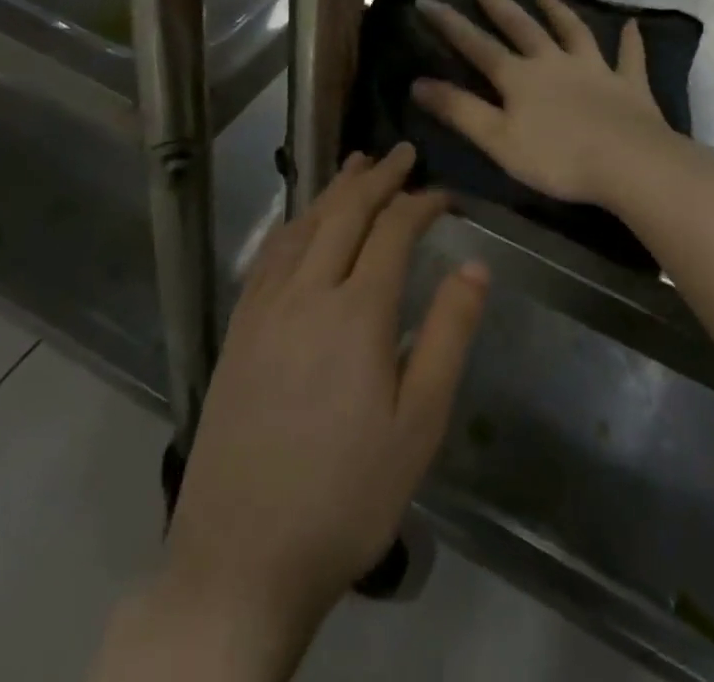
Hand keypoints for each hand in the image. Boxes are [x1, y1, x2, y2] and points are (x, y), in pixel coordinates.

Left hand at [156, 146, 487, 668]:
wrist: (240, 559)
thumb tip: (475, 265)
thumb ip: (449, 335)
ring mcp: (264, 309)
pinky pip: (269, 255)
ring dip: (334, 190)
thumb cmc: (347, 495)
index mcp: (356, 312)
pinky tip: (301, 221)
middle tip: (402, 152)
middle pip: (344, 213)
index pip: (393, 230)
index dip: (421, 202)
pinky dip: (294, 223)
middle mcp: (306, 293)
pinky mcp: (238, 331)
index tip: (444, 194)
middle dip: (377, 178)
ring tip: (357, 164)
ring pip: (303, 225)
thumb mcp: (419, 424)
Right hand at [411, 0, 704, 212]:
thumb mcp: (498, 140)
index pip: (477, 46)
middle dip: (498, 4)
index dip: (450, 24)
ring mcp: (595, 69)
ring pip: (574, 32)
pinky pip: (629, 57)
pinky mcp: (628, 84)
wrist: (629, 163)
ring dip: (558, 11)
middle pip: (522, 27)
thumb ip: (460, 110)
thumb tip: (418, 82)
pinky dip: (630, 41)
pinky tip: (632, 24)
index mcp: (520, 78)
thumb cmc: (558, 158)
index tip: (427, 0)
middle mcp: (554, 62)